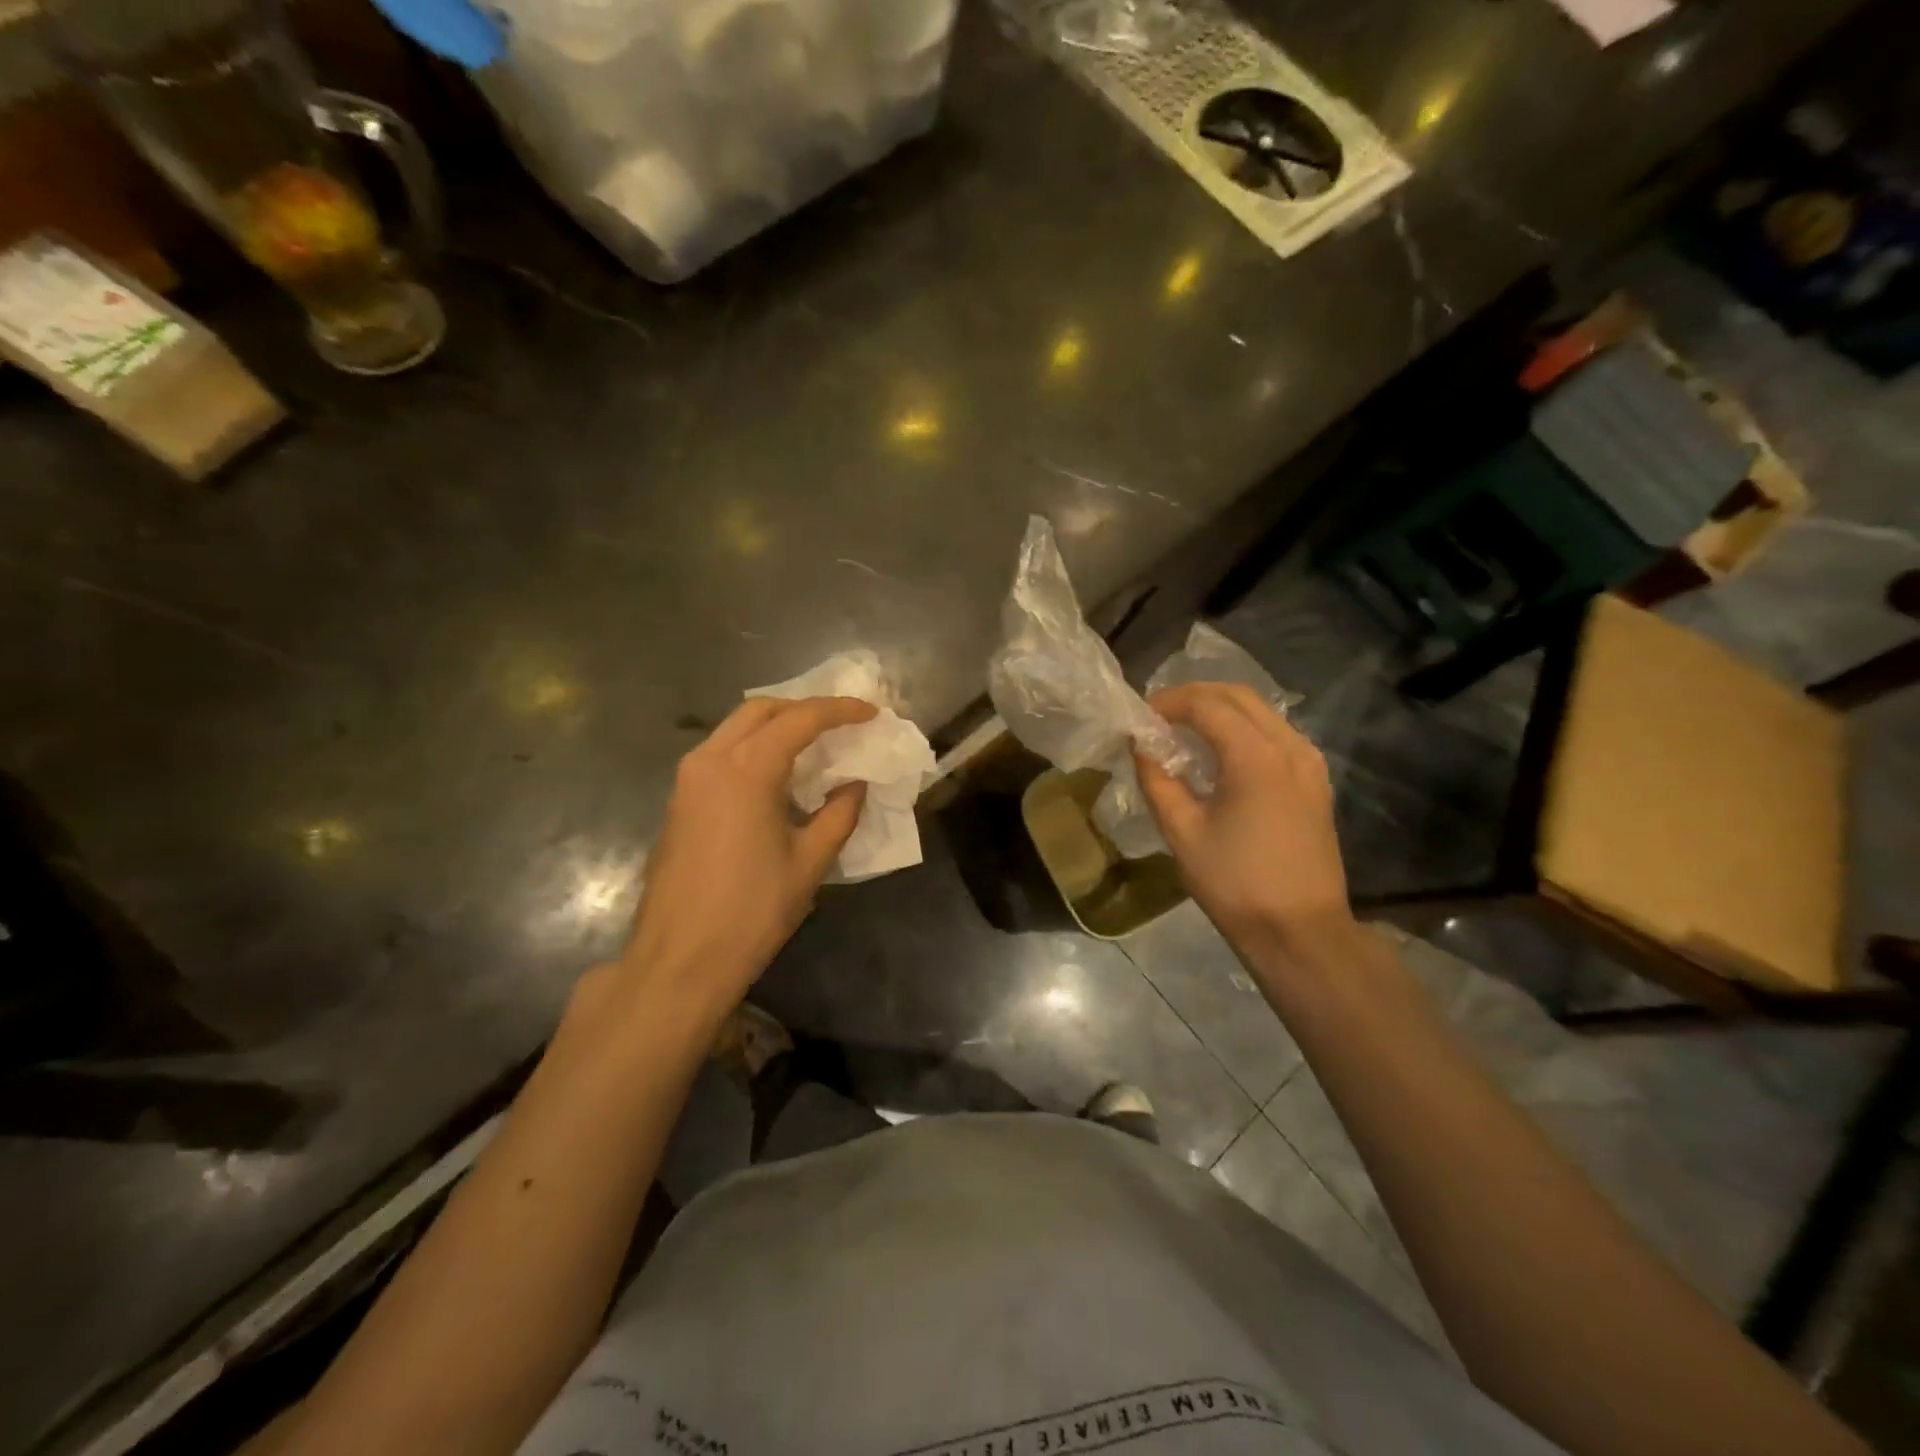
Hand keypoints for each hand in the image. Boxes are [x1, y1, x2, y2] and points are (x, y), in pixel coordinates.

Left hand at [615, 696, 875, 1023]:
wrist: (679, 960)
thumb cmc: (752, 911)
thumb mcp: (809, 863)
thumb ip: (839, 814)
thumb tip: (856, 784)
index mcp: (746, 770)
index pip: (800, 720)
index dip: (839, 710)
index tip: (871, 713)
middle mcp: (710, 761)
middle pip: (760, 710)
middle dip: (803, 708)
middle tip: (840, 724)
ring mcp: (688, 780)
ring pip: (734, 729)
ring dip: (775, 726)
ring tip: (813, 745)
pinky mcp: (678, 801)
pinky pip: (719, 753)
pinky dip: (752, 748)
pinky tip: (776, 776)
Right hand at [1137, 683, 1354, 959]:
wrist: (1301, 931)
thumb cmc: (1235, 883)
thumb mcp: (1183, 832)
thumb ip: (1157, 781)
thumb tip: (1141, 747)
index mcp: (1256, 756)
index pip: (1207, 704)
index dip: (1168, 703)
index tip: (1139, 718)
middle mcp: (1290, 746)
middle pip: (1239, 696)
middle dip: (1195, 697)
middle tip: (1159, 717)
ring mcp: (1310, 762)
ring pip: (1262, 712)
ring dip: (1220, 710)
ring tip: (1184, 732)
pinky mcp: (1316, 781)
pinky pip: (1276, 735)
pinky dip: (1243, 730)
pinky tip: (1220, 756)